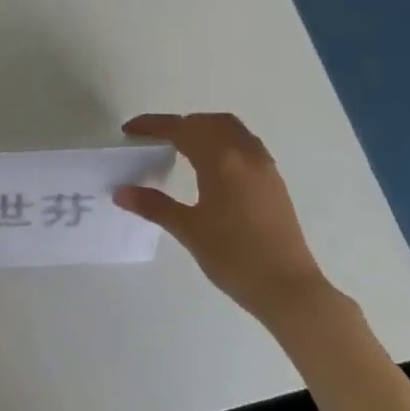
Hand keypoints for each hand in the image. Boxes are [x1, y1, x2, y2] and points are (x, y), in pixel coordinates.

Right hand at [114, 112, 337, 332]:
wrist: (288, 288)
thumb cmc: (234, 257)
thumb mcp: (189, 230)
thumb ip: (154, 206)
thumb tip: (121, 192)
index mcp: (221, 160)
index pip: (181, 129)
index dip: (154, 125)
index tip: (130, 130)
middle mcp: (244, 153)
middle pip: (207, 122)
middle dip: (179, 125)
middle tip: (155, 140)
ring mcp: (263, 165)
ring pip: (230, 129)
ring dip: (203, 129)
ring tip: (182, 148)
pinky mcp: (273, 180)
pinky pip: (244, 144)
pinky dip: (223, 142)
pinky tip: (212, 167)